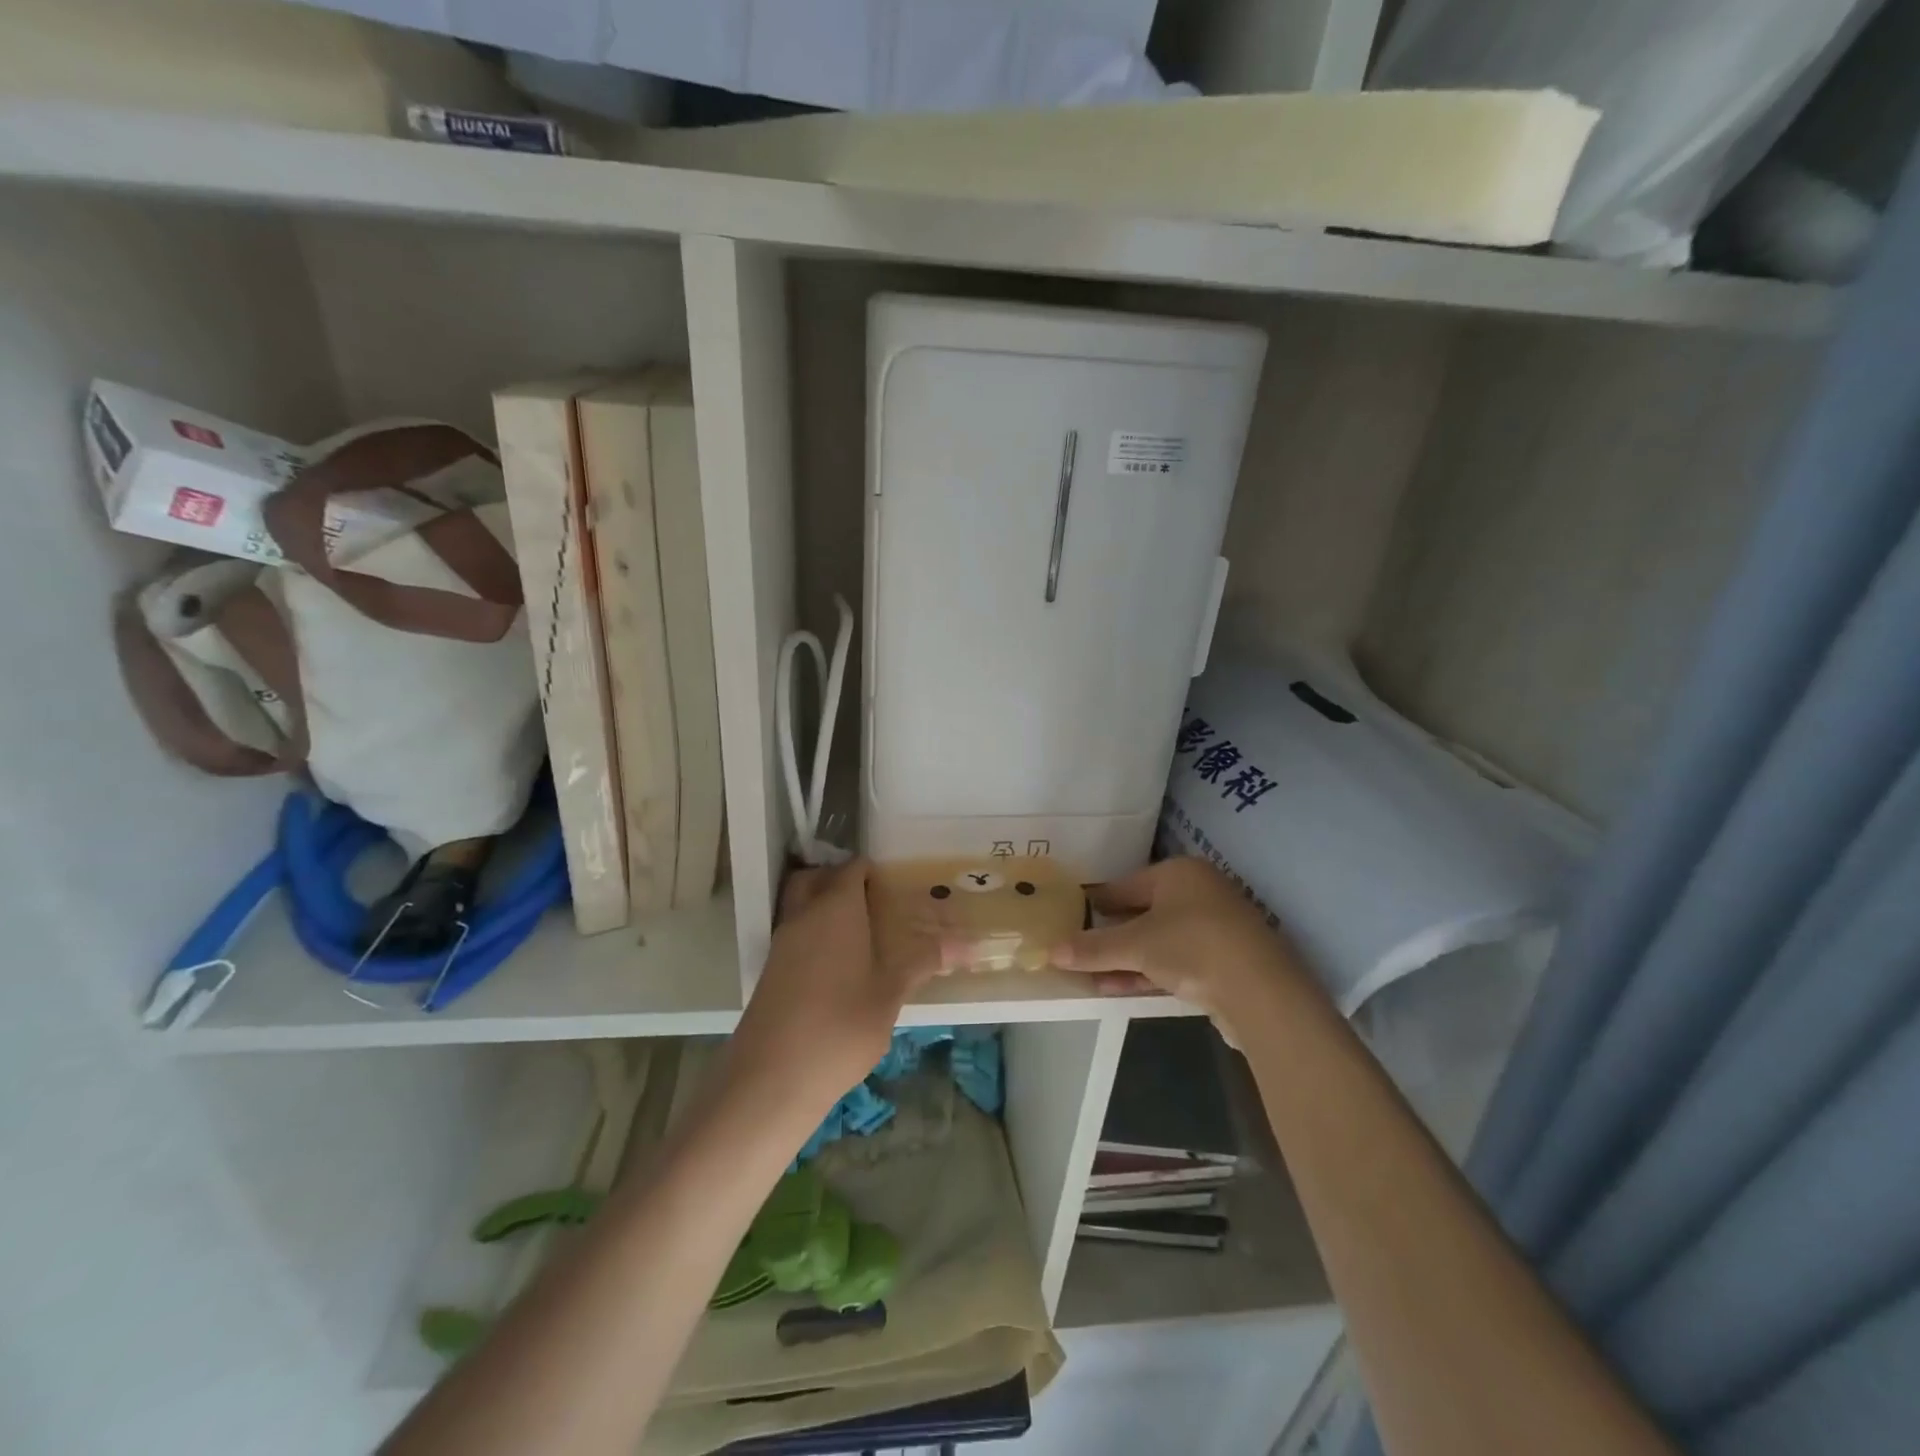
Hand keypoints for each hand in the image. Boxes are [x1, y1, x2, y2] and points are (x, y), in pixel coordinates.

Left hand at [723, 859, 938, 1116]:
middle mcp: (804, 915)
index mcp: (836, 908)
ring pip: (803, 906)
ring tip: (864, 937)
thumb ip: (924, 961)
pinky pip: (796, 934)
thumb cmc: (841, 1026)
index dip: (876, 872)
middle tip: (875, 904)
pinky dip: (815, 936)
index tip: (900, 888)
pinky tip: (841, 969)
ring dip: (826, 909)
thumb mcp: (891, 993)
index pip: (853, 869)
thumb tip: (969, 944)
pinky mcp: (771, 970)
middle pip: (817, 879)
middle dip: (843, 882)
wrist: (772, 1077)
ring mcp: (782, 943)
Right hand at [1052, 857, 1325, 1043]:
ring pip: (1158, 941)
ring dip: (1125, 960)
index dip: (1095, 903)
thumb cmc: (1193, 947)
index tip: (1068, 917)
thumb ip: (1094, 948)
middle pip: (1142, 913)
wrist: (1262, 993)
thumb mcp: (1135, 946)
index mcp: (1179, 873)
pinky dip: (1148, 973)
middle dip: (1109, 936)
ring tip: (1089, 977)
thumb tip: (1052, 951)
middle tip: (1076, 950)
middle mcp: (1198, 893)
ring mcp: (1214, 928)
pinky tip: (1119, 988)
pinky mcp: (1224, 962)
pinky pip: (1175, 962)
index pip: (1125, 885)